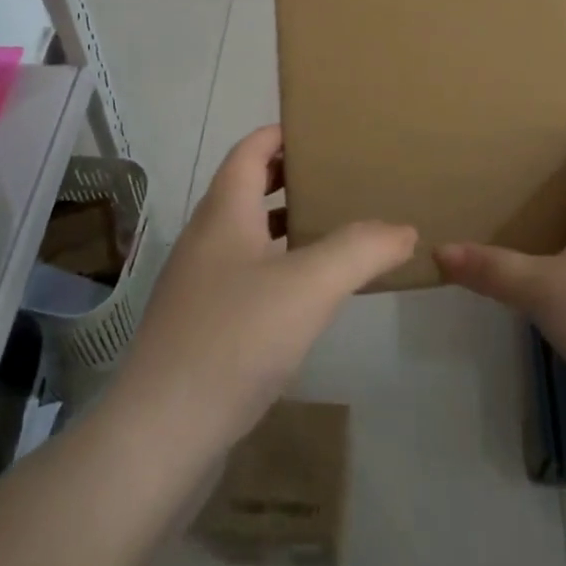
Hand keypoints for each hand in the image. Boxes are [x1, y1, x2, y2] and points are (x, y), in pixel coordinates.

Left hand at [113, 124, 416, 451]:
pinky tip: (307, 293)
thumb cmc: (235, 338)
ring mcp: (198, 284)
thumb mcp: (310, 285)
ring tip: (334, 228)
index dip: (282, 133)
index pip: (250, 150)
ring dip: (286, 224)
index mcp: (224, 213)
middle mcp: (206, 239)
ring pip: (247, 235)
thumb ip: (361, 249)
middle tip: (341, 177)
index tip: (324, 131)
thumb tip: (404, 229)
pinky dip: (277, 266)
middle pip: (247, 188)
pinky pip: (245, 275)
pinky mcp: (200, 325)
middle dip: (291, 177)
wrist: (161, 433)